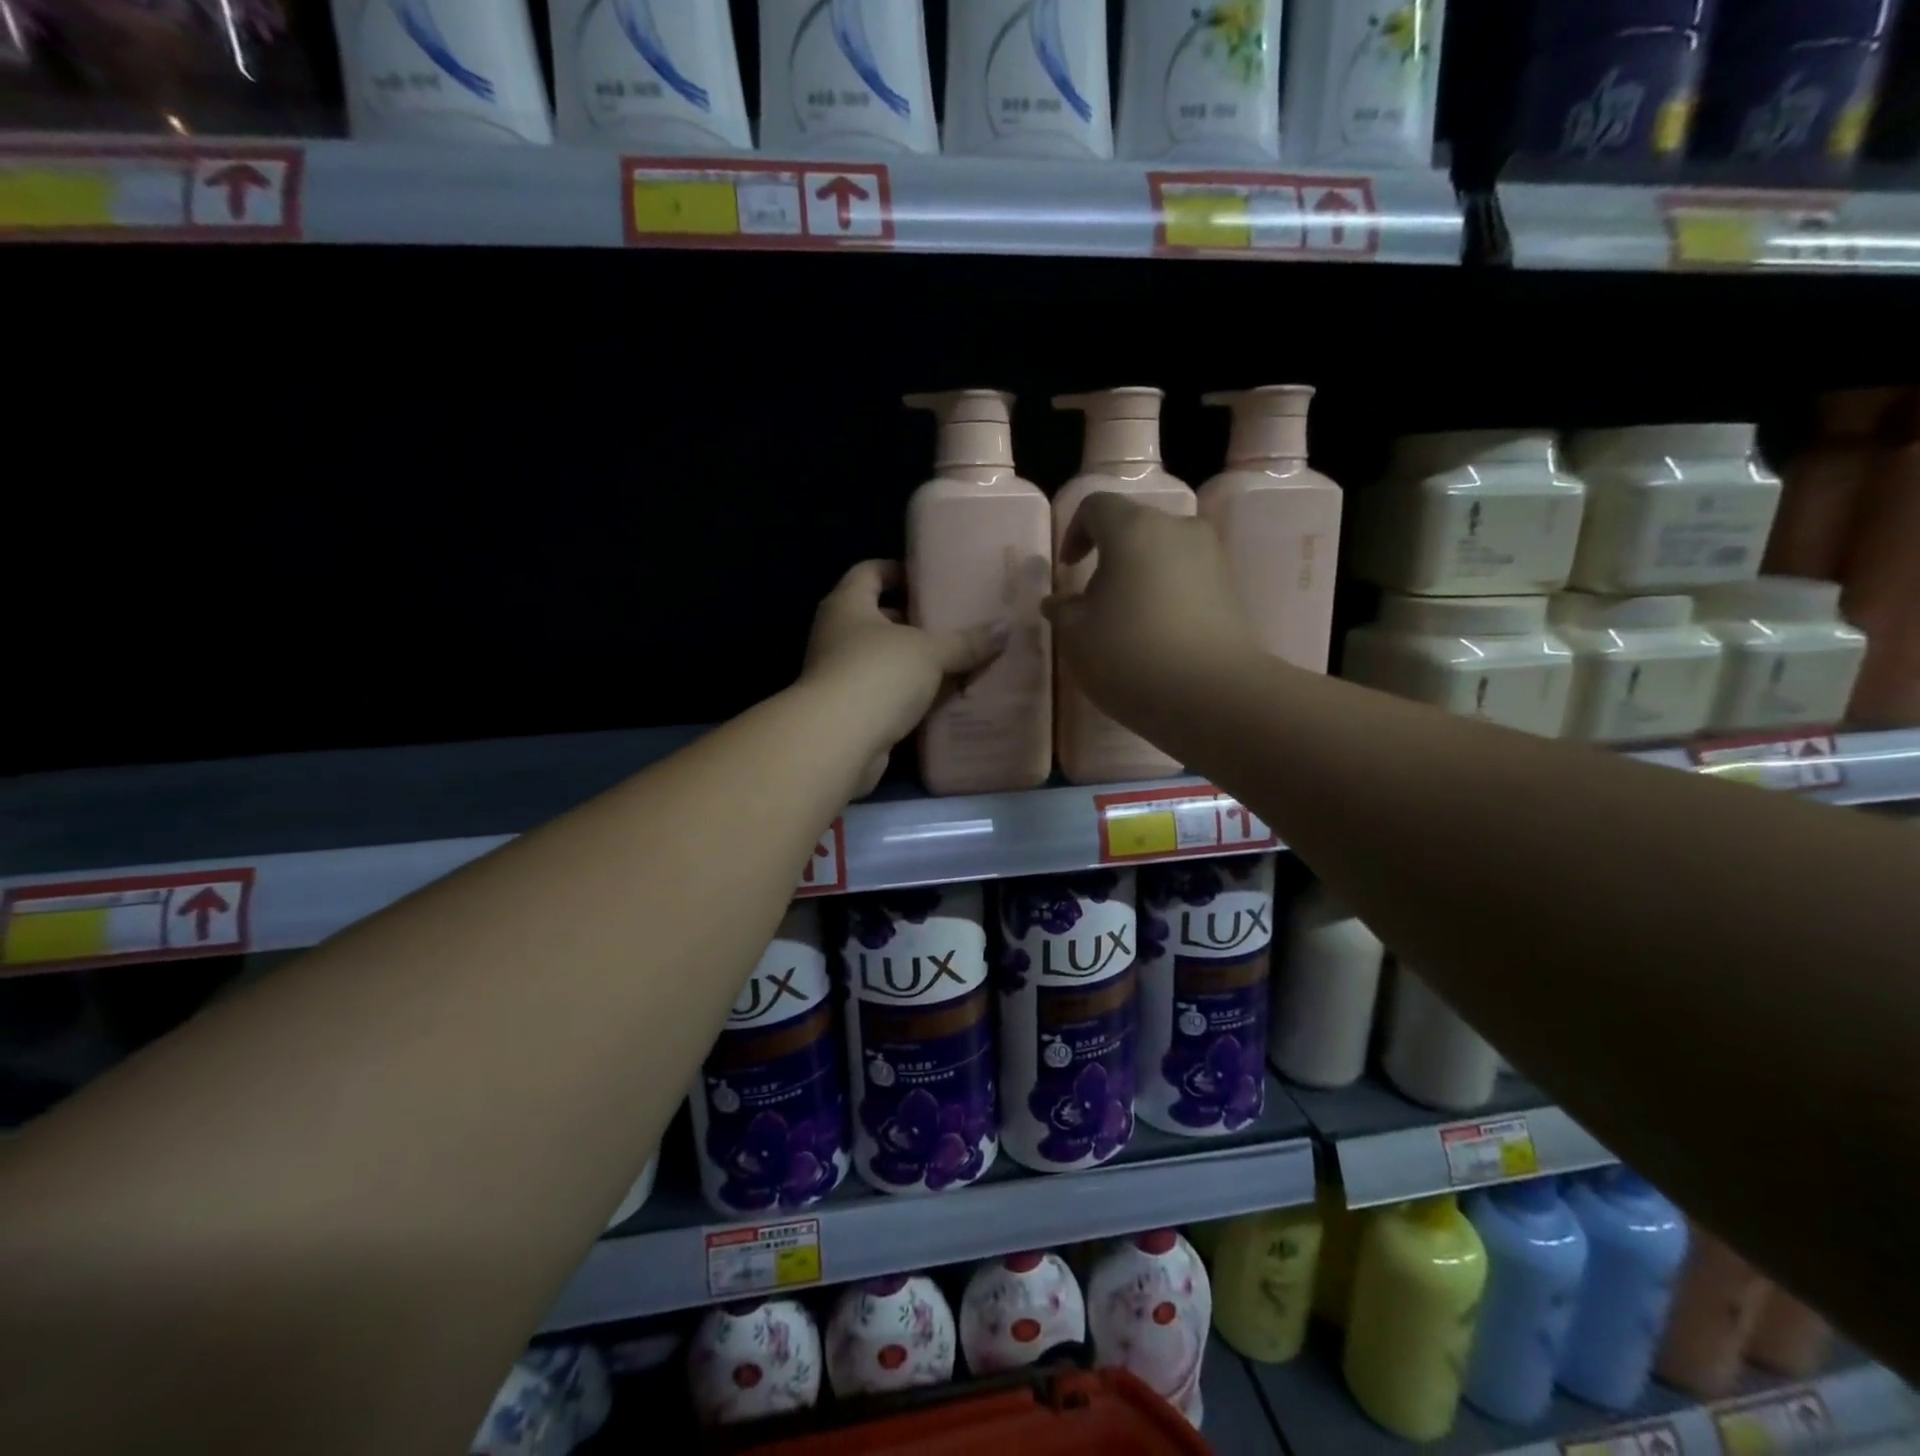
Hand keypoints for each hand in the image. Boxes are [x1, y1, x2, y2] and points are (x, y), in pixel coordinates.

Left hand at [802, 561, 1008, 794]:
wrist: (838, 741)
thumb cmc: (878, 675)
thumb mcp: (930, 652)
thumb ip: (966, 641)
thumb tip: (1005, 627)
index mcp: (847, 604)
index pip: (869, 571)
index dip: (899, 570)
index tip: (932, 579)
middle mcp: (836, 634)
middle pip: (878, 617)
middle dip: (914, 620)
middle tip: (954, 622)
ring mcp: (839, 674)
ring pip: (882, 659)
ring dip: (914, 661)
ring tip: (956, 660)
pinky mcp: (848, 711)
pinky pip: (884, 693)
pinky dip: (908, 694)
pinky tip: (941, 698)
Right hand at [1043, 494, 1259, 718]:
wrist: (1214, 695)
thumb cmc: (1131, 655)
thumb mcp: (1076, 636)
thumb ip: (1062, 610)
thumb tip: (1060, 601)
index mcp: (1133, 528)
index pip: (1095, 507)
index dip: (1074, 533)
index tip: (1068, 570)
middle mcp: (1177, 529)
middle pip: (1133, 528)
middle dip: (1108, 557)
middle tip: (1092, 601)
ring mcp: (1211, 557)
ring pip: (1162, 554)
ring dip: (1138, 577)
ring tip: (1125, 623)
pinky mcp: (1230, 589)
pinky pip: (1186, 579)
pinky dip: (1165, 595)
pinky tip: (1156, 636)